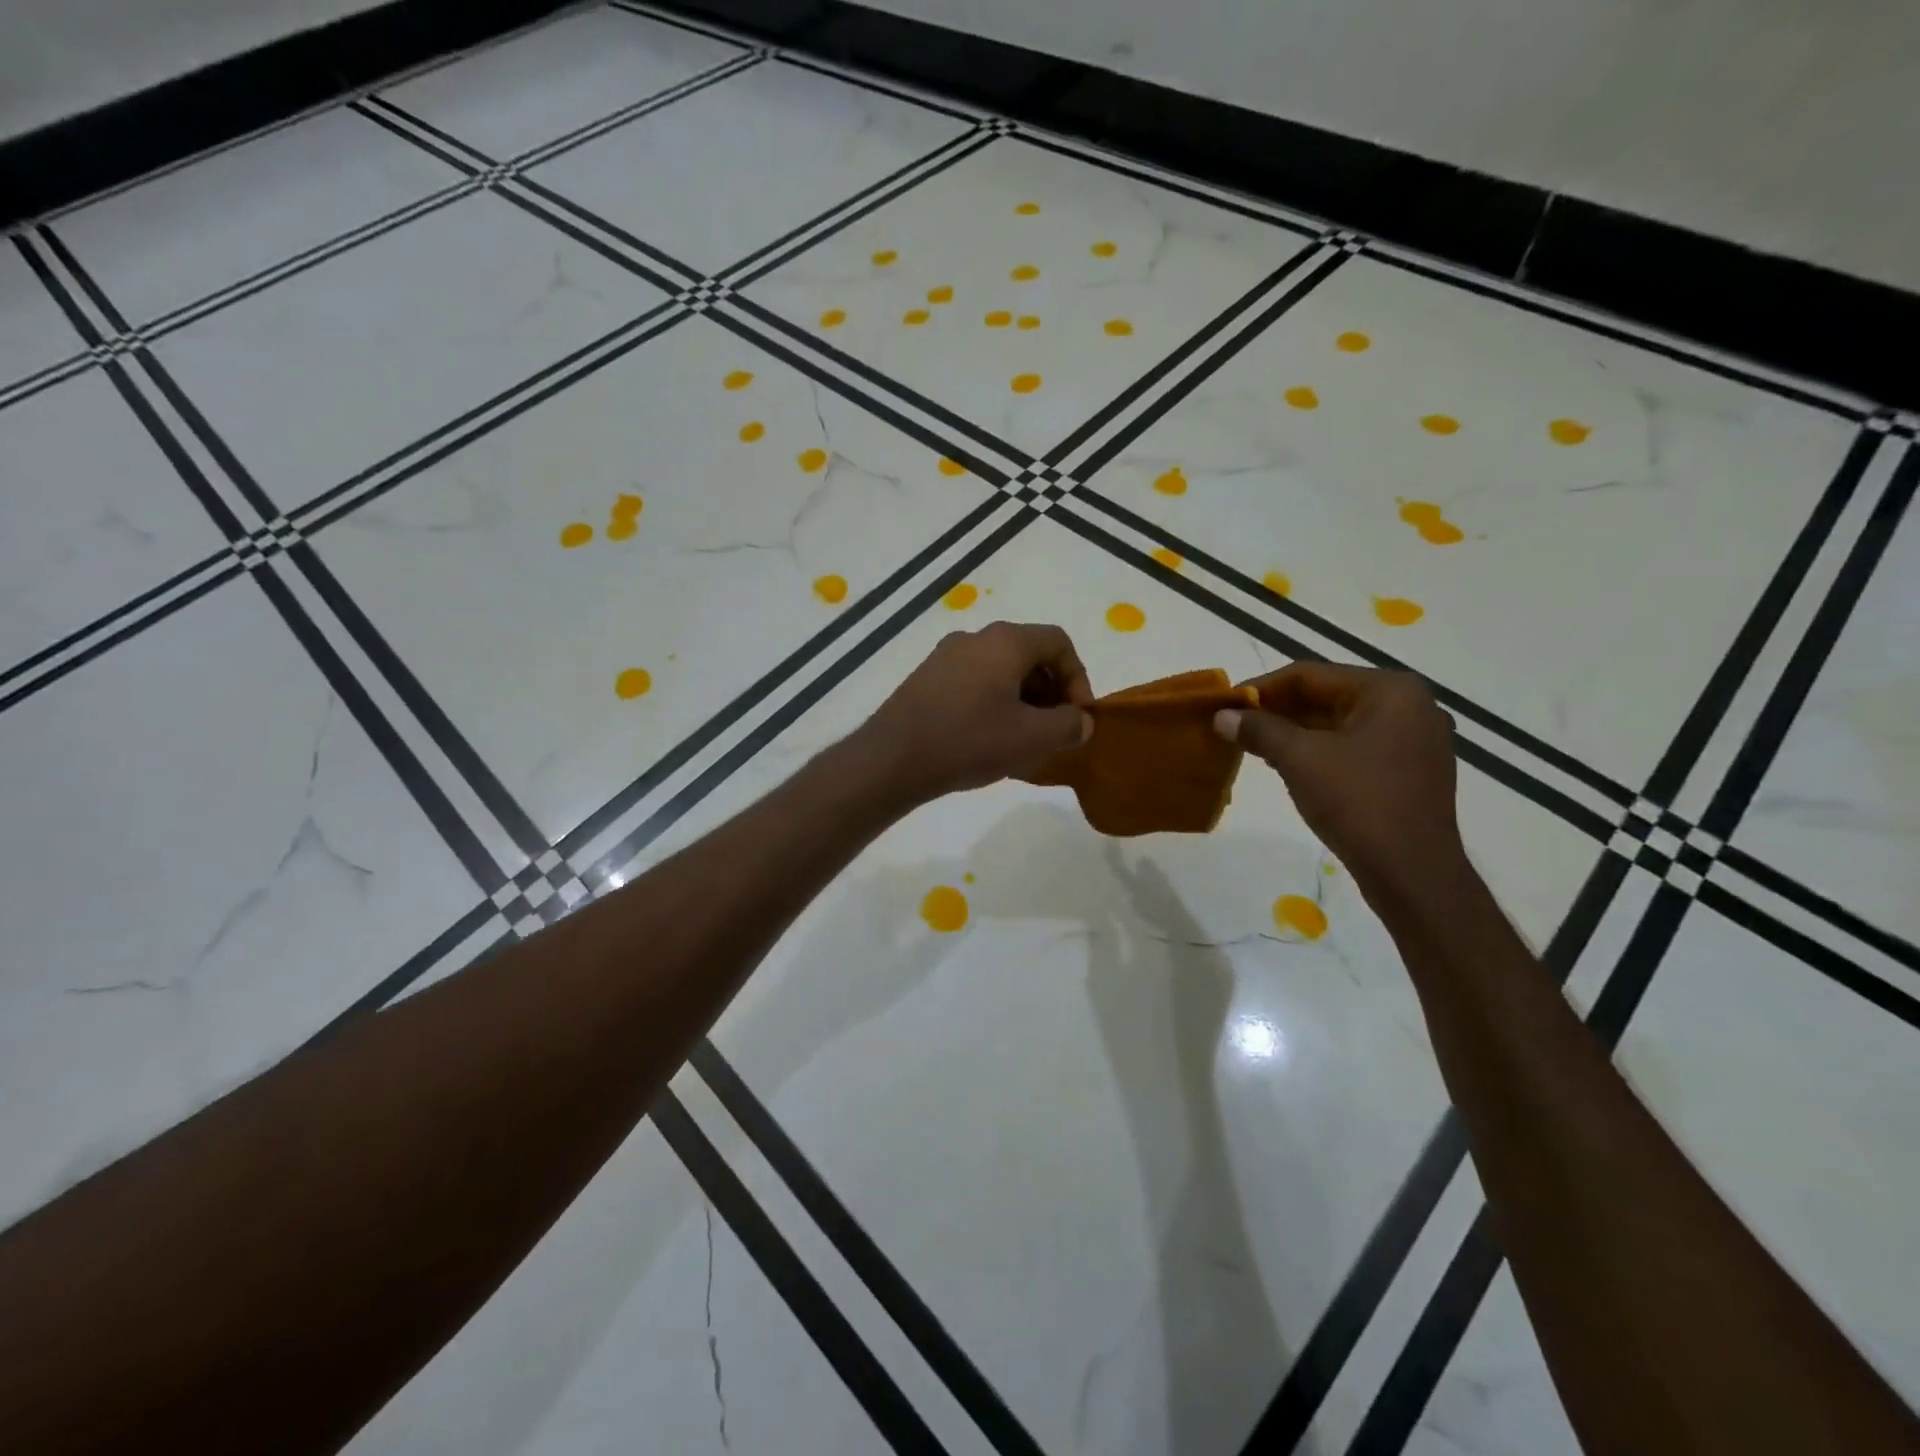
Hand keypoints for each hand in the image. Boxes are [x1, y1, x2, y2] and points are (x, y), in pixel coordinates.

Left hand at [860, 622, 1093, 803]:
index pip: (1058, 643)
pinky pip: (974, 683)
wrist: (893, 759)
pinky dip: (993, 704)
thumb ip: (1069, 725)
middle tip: (1054, 730)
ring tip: (1023, 741)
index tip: (1078, 716)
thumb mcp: (1032, 738)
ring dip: (1022, 701)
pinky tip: (989, 740)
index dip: (1078, 678)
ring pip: (1000, 671)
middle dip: (1050, 692)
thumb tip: (1081, 721)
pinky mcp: (926, 679)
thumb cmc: (970, 741)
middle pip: (1029, 655)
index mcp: (1005, 641)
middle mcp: (975, 638)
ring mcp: (945, 657)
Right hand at [1214, 662, 1465, 898]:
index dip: (1261, 688)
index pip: (1311, 675)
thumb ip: (1259, 730)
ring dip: (1295, 731)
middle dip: (1278, 710)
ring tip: (1253, 745)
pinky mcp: (1410, 771)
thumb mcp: (1299, 759)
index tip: (1225, 704)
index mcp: (1390, 690)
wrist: (1412, 872)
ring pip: (1340, 723)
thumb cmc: (1358, 802)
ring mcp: (1415, 740)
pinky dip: (1320, 751)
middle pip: (1328, 696)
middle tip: (1235, 725)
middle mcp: (1410, 706)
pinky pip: (1356, 746)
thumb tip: (1221, 715)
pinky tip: (1288, 765)